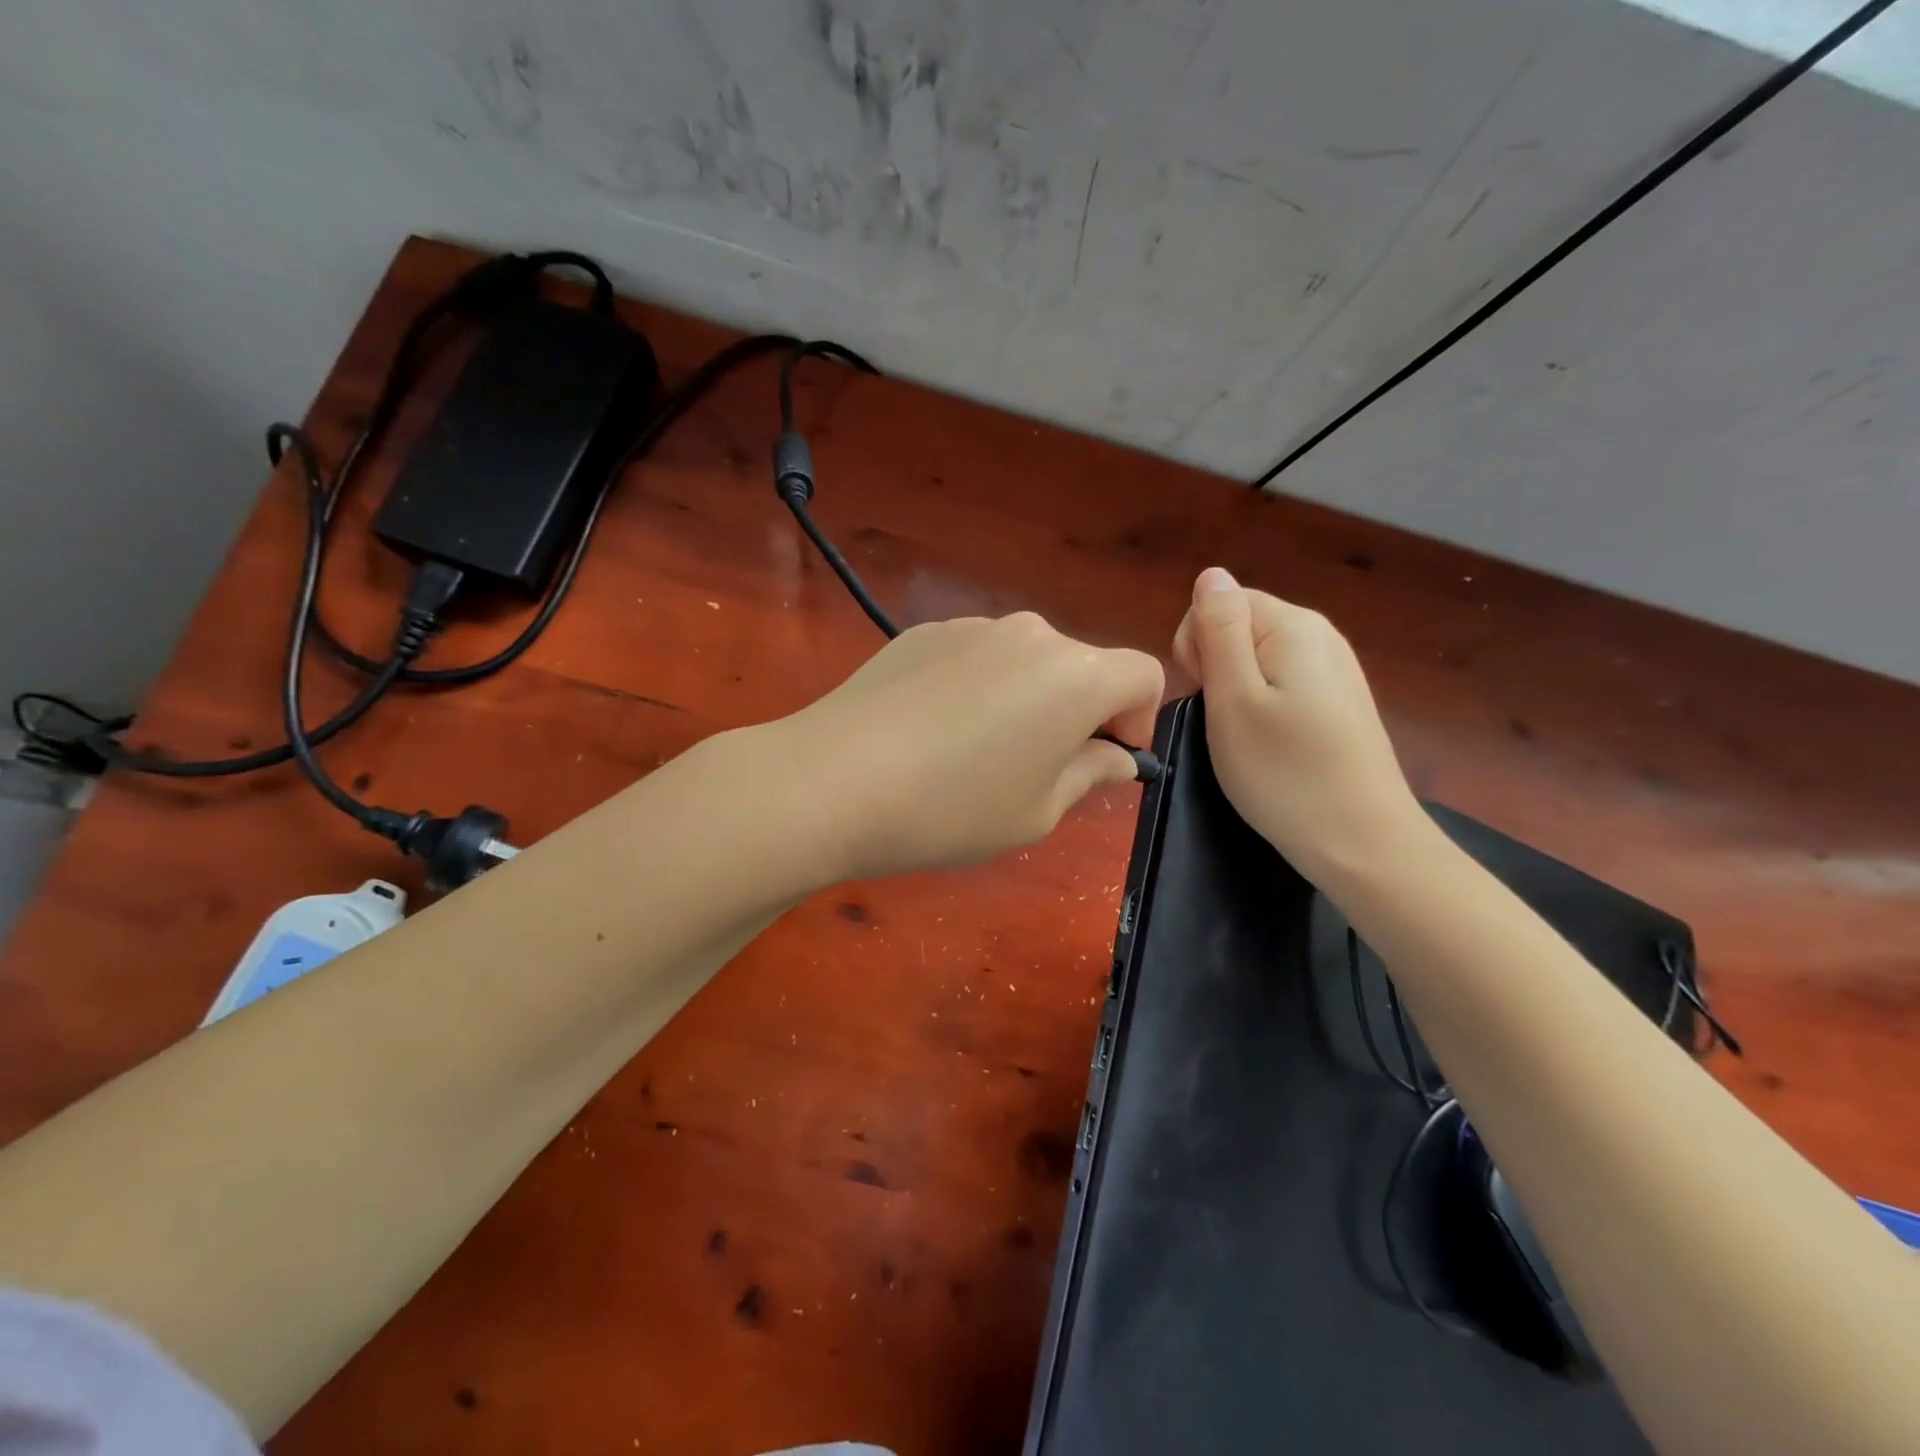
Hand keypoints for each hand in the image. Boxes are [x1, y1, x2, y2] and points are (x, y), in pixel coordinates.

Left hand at [759, 612, 1164, 880]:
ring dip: (1026, 699)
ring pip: (1027, 661)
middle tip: (1037, 769)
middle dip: (1079, 713)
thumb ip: (1090, 775)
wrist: (831, 780)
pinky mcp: (925, 631)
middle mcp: (1031, 634)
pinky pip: (977, 657)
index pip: (1144, 675)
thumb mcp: (1037, 812)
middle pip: (1083, 666)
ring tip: (975, 753)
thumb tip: (1115, 756)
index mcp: (1076, 674)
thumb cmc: (951, 808)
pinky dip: (978, 687)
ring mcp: (973, 625)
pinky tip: (933, 731)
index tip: (1104, 761)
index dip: (1138, 720)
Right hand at [1172, 567, 1425, 883]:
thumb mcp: (1232, 699)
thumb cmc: (1284, 772)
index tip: (1205, 695)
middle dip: (1216, 667)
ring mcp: (1335, 669)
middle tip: (1224, 722)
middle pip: (1240, 626)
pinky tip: (1271, 745)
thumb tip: (1211, 574)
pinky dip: (1263, 708)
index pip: (1220, 602)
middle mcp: (1320, 635)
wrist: (1361, 842)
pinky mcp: (1339, 702)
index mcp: (1293, 626)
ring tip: (1245, 739)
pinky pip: (1281, 683)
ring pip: (1257, 658)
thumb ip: (1218, 630)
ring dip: (1235, 691)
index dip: (1196, 645)